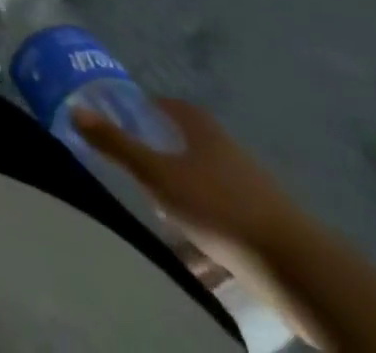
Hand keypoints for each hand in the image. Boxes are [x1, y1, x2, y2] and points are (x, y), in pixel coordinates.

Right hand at [73, 98, 297, 260]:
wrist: (300, 270)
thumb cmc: (218, 206)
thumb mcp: (156, 174)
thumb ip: (115, 143)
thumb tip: (75, 109)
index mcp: (201, 128)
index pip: (165, 105)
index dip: (142, 108)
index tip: (119, 120)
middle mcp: (226, 149)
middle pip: (184, 143)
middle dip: (158, 154)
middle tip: (131, 167)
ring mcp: (250, 188)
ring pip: (203, 183)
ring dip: (181, 194)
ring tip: (157, 213)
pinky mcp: (264, 225)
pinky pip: (223, 217)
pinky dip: (204, 227)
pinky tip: (191, 250)